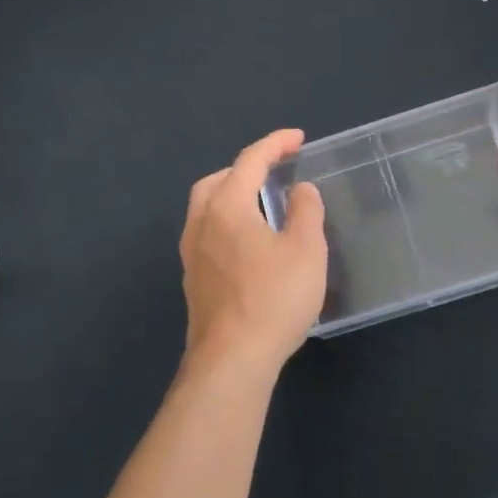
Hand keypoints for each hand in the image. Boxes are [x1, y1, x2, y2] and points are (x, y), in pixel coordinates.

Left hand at [180, 129, 327, 371]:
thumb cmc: (274, 298)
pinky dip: (226, 221)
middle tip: (274, 171)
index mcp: (227, 206)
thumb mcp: (306, 249)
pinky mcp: (193, 279)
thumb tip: (300, 188)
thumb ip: (306, 210)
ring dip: (232, 194)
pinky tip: (248, 242)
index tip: (298, 138)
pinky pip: (207, 233)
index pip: (250, 161)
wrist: (232, 359)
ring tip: (262, 203)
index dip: (275, 144)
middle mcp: (201, 223)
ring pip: (206, 207)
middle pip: (218, 180)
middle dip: (246, 168)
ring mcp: (191, 253)